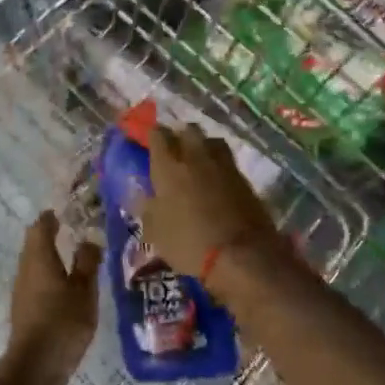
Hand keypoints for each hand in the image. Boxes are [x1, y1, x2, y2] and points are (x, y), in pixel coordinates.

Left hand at [3, 211, 99, 384]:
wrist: (35, 367)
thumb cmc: (62, 322)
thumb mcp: (84, 290)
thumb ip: (87, 262)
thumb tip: (89, 239)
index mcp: (39, 257)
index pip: (41, 226)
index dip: (52, 217)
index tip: (67, 212)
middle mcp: (26, 269)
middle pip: (34, 243)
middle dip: (51, 235)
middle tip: (75, 231)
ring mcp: (22, 290)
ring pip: (35, 264)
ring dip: (51, 257)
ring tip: (75, 258)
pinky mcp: (24, 310)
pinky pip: (36, 282)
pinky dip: (50, 276)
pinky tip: (66, 288)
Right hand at [135, 124, 280, 284]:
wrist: (242, 254)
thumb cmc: (189, 243)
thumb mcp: (156, 232)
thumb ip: (147, 208)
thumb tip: (140, 194)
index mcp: (168, 166)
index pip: (157, 134)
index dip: (152, 136)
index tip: (149, 145)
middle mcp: (195, 156)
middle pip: (188, 130)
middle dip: (180, 136)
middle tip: (174, 153)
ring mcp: (223, 164)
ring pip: (211, 140)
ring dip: (203, 146)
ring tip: (198, 162)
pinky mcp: (244, 178)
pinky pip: (227, 161)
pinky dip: (219, 165)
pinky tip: (216, 181)